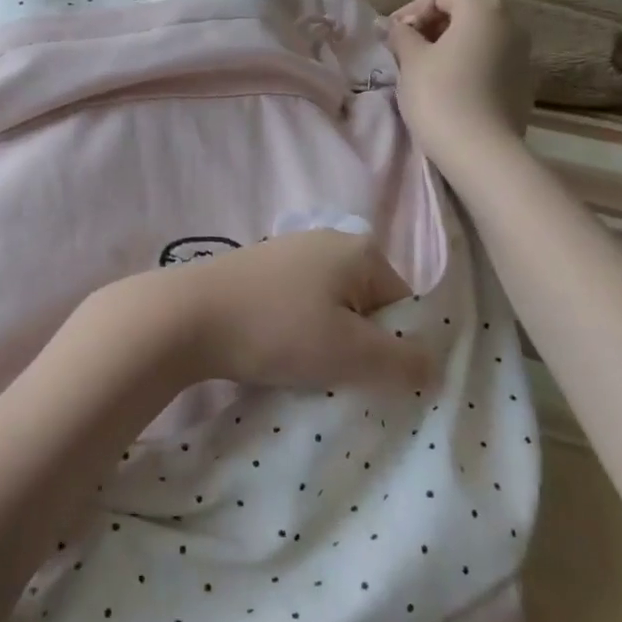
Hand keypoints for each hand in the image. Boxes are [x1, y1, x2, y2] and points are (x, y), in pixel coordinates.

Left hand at [95, 229, 428, 393]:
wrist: (186, 316)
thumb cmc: (277, 329)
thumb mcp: (350, 353)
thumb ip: (402, 361)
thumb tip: (435, 366)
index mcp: (360, 250)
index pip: (403, 306)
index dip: (394, 349)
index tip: (369, 380)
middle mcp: (328, 241)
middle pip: (367, 307)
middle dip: (359, 347)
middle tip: (335, 378)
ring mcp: (289, 252)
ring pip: (330, 310)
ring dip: (325, 344)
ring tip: (301, 370)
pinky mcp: (259, 270)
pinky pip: (297, 307)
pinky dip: (295, 333)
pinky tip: (274, 353)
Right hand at [385, 0, 534, 159]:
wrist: (481, 152)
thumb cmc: (440, 96)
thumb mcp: (411, 61)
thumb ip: (402, 34)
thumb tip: (395, 26)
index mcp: (483, 8)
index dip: (414, 6)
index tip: (394, 34)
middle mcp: (510, 21)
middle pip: (465, 7)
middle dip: (432, 23)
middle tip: (405, 49)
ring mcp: (523, 52)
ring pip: (479, 34)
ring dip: (450, 43)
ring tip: (425, 69)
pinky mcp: (524, 80)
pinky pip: (491, 58)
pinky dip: (468, 62)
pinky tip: (450, 87)